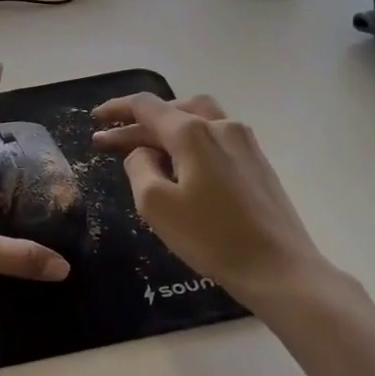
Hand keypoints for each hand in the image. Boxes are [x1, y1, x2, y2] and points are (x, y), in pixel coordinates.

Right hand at [91, 93, 327, 307]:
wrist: (279, 269)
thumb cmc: (211, 237)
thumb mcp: (155, 204)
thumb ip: (139, 166)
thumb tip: (144, 152)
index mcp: (192, 132)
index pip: (146, 106)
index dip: (116, 109)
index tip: (95, 120)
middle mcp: (220, 125)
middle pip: (172, 109)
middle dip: (138, 123)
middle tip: (111, 141)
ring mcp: (244, 142)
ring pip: (197, 118)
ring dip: (167, 127)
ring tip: (145, 146)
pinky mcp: (257, 161)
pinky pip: (215, 136)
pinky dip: (190, 140)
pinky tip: (182, 165)